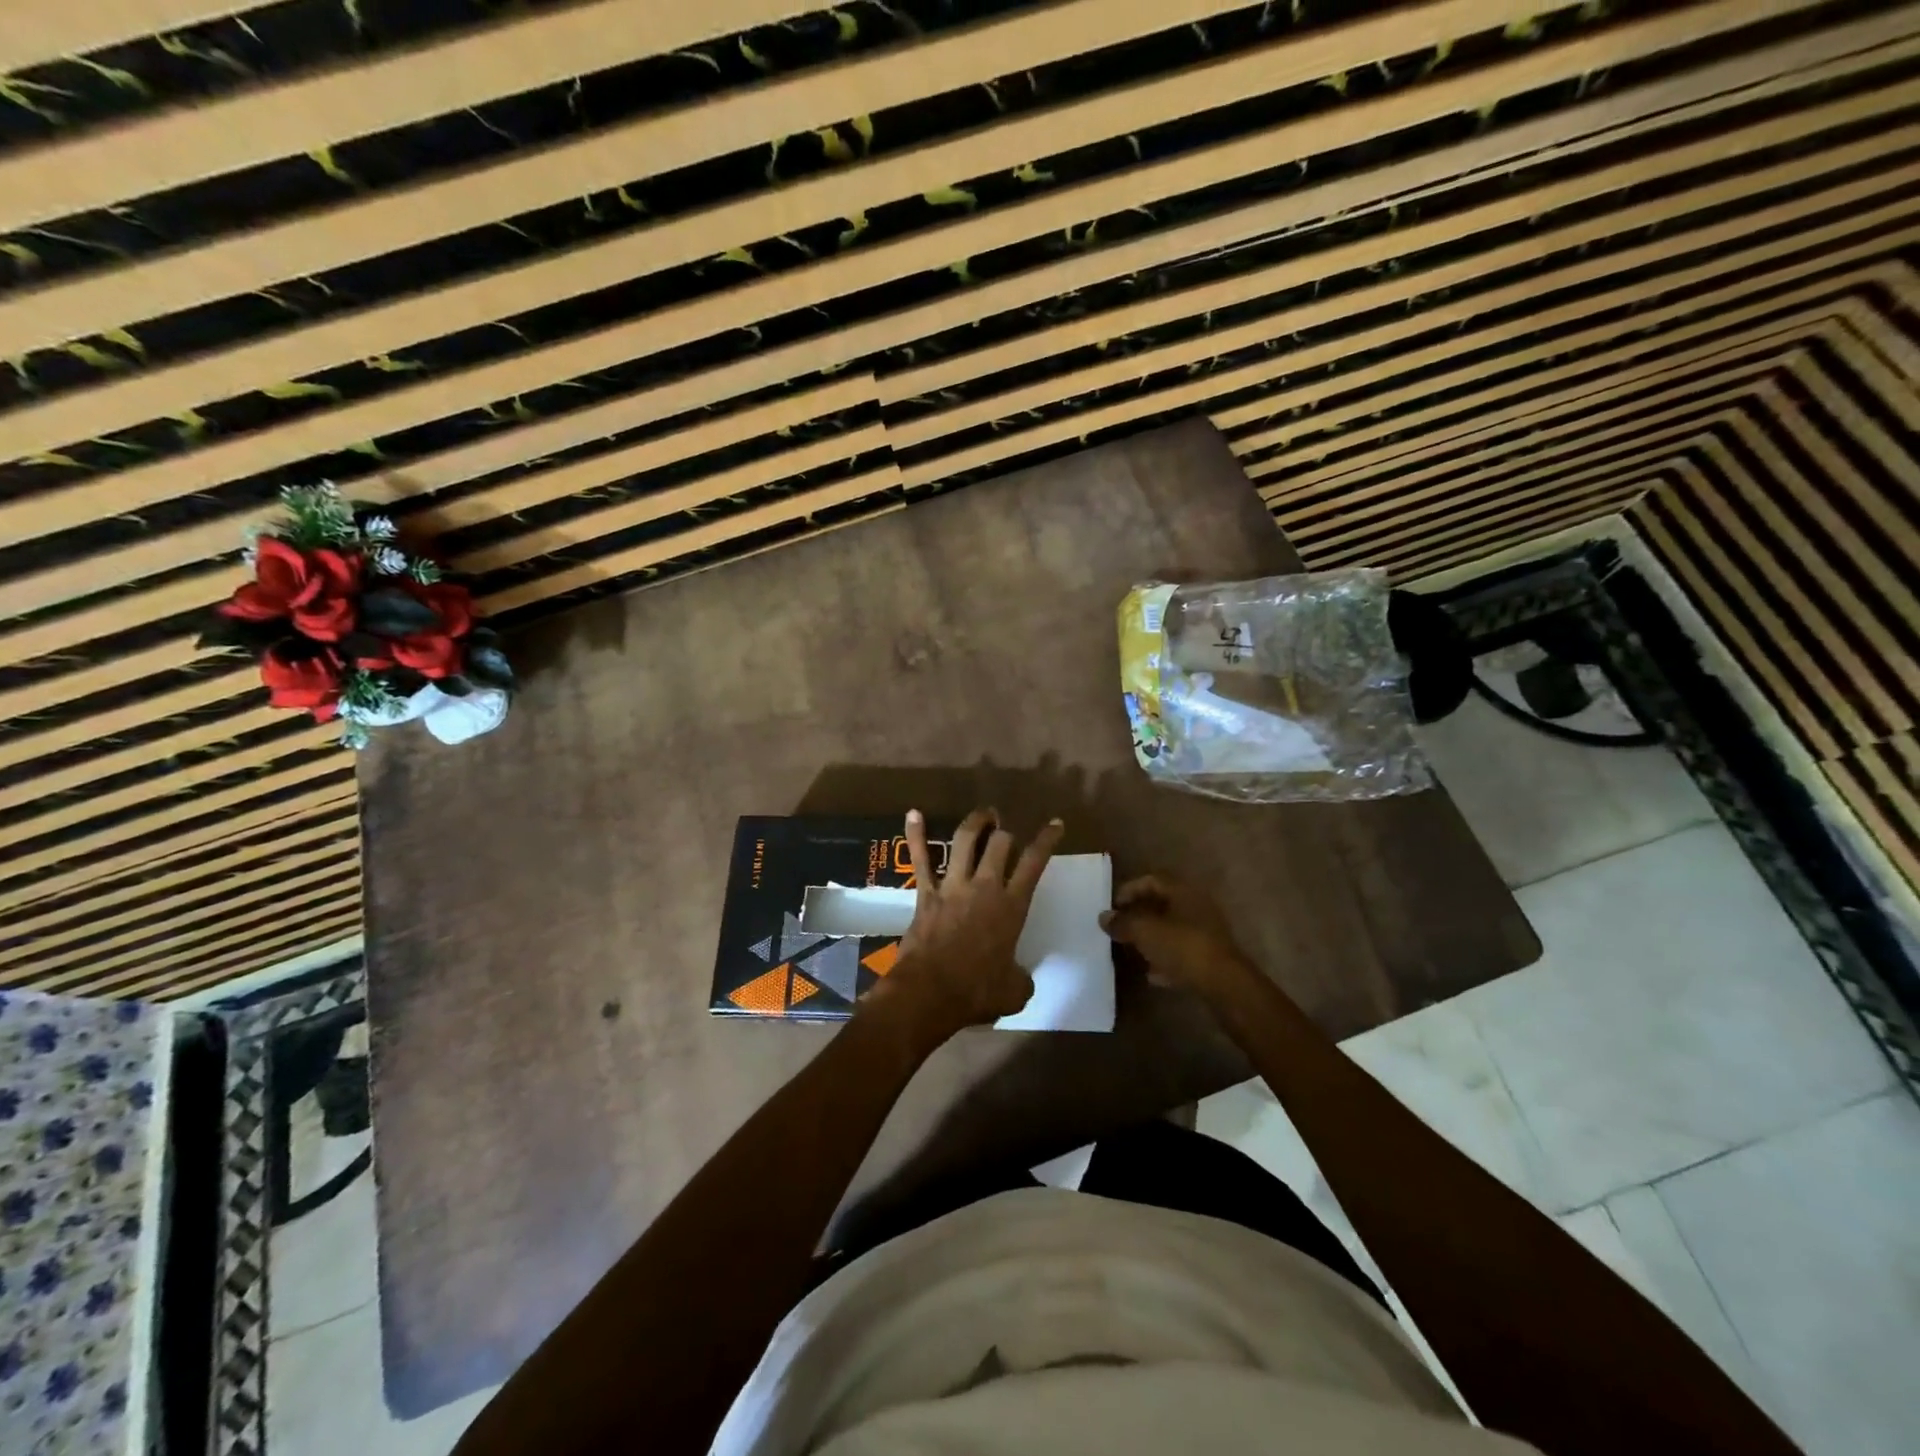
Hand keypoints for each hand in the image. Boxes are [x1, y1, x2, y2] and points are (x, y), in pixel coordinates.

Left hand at [876, 807, 1063, 1036]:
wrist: (930, 992)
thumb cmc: (977, 992)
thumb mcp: (1014, 991)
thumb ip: (1021, 978)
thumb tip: (1019, 977)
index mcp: (1012, 907)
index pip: (1034, 864)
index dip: (1046, 840)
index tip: (1055, 824)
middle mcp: (985, 887)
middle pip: (999, 844)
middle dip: (1005, 832)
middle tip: (1005, 829)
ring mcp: (953, 886)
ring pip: (964, 841)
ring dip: (975, 823)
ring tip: (983, 814)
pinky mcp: (925, 893)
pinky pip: (920, 859)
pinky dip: (915, 835)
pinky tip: (913, 814)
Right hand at [1099, 875, 1256, 999]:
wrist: (1224, 985)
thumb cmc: (1183, 947)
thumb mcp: (1145, 931)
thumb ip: (1122, 922)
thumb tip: (1104, 917)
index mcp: (1184, 892)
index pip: (1152, 880)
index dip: (1129, 890)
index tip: (1113, 907)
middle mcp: (1197, 906)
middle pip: (1162, 905)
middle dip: (1139, 916)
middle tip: (1120, 928)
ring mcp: (1207, 933)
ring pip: (1172, 930)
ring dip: (1151, 938)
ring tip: (1132, 950)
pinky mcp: (1211, 958)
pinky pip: (1182, 953)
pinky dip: (1165, 960)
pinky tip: (1152, 974)